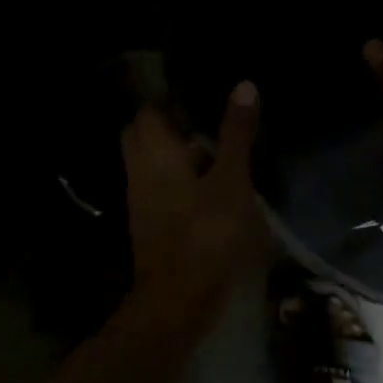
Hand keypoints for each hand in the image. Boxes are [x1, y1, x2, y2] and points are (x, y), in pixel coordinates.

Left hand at [120, 82, 261, 332]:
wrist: (179, 298)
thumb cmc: (206, 233)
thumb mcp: (231, 180)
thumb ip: (235, 134)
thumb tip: (243, 84)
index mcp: (154, 152)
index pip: (149, 110)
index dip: (172, 99)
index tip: (203, 95)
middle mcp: (139, 170)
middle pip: (145, 134)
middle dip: (170, 125)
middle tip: (207, 123)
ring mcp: (140, 198)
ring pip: (151, 162)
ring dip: (176, 154)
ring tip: (215, 151)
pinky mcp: (149, 222)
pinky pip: (158, 187)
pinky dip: (177, 179)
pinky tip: (208, 184)